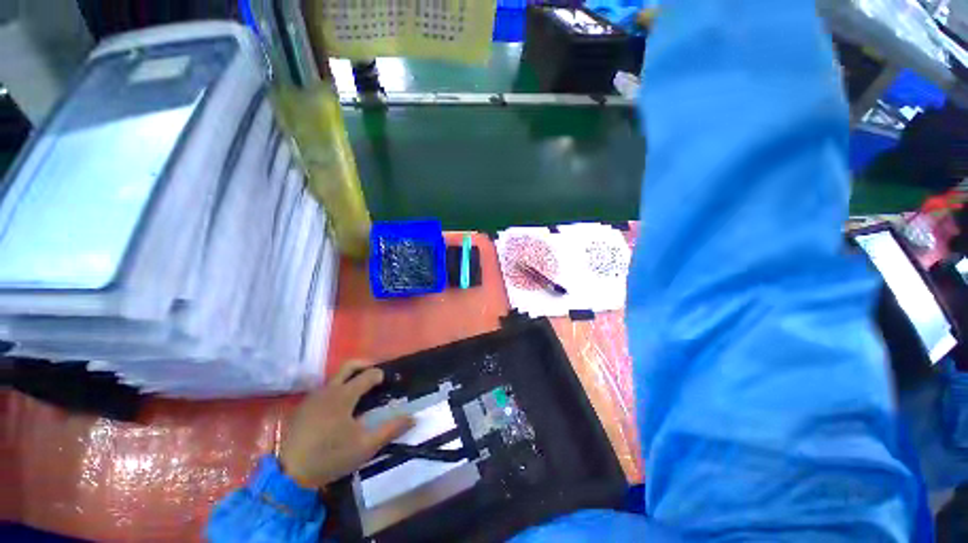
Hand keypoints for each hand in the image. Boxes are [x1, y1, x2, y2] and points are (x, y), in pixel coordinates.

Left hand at [279, 361, 413, 488]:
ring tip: (360, 393)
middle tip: (376, 375)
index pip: (368, 375)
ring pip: (335, 377)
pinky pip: (324, 389)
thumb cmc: (331, 457)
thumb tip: (413, 418)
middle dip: (365, 365)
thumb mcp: (366, 446)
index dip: (380, 375)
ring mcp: (313, 397)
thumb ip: (391, 429)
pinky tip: (339, 408)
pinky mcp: (302, 407)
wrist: (289, 476)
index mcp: (344, 395)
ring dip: (350, 378)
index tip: (387, 381)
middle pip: (349, 366)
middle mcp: (328, 390)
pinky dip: (337, 390)